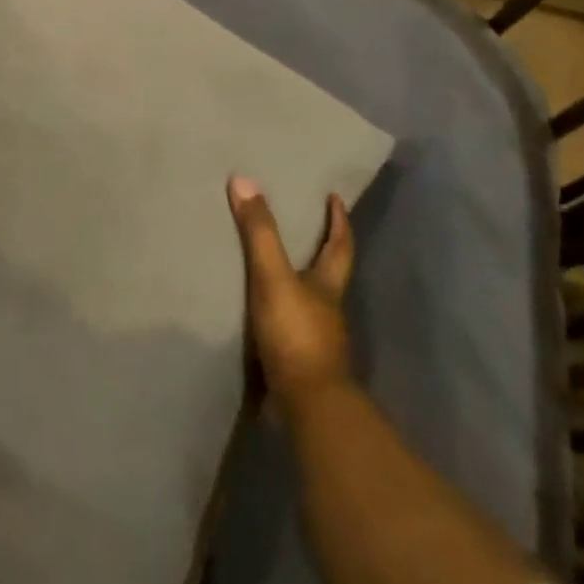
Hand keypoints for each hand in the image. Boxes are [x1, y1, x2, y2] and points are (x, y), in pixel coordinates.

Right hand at [227, 177, 354, 406]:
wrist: (306, 402)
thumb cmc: (296, 333)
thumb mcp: (273, 276)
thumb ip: (259, 233)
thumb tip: (244, 180)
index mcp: (328, 285)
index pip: (340, 245)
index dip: (338, 221)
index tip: (334, 198)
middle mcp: (327, 308)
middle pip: (328, 271)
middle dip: (318, 248)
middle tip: (301, 224)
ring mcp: (315, 336)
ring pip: (308, 299)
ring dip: (296, 280)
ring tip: (270, 262)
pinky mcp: (296, 357)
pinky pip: (287, 323)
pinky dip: (277, 310)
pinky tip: (258, 309)